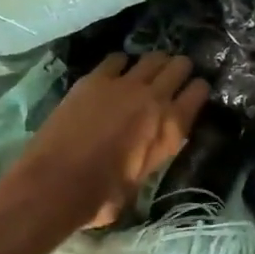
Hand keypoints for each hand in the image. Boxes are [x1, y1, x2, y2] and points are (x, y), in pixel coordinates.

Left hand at [7, 53, 209, 229]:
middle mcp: (155, 99)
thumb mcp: (142, 179)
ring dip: (155, 63)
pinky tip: (117, 72)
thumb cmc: (102, 196)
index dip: (199, 89)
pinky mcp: (95, 79)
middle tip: (174, 76)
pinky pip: (117, 59)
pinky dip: (121, 64)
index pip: (199, 92)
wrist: (56, 183)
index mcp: (171, 128)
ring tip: (149, 71)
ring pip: (153, 57)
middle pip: (180, 66)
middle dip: (181, 69)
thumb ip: (152, 155)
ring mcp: (124, 84)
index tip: (194, 92)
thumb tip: (146, 151)